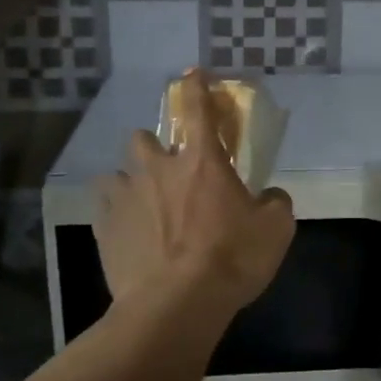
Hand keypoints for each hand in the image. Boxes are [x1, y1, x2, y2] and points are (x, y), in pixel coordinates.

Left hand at [94, 72, 295, 320]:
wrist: (176, 306)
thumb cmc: (230, 258)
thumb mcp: (275, 229)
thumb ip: (274, 203)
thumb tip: (269, 196)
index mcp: (202, 161)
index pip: (198, 109)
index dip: (196, 87)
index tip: (193, 74)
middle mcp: (159, 169)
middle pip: (143, 138)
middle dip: (154, 146)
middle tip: (169, 169)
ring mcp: (126, 198)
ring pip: (117, 173)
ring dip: (132, 182)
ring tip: (145, 205)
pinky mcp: (105, 229)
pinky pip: (105, 209)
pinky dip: (117, 214)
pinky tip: (129, 234)